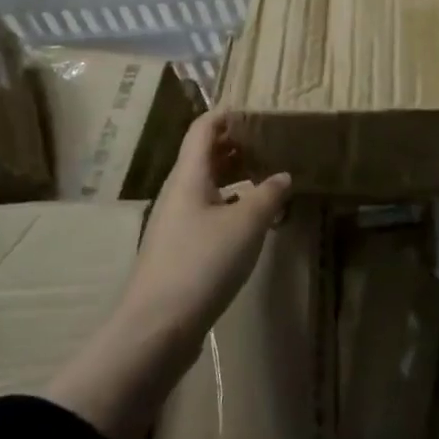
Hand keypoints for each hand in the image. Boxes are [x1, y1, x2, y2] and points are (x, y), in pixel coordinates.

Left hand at [118, 110, 291, 353]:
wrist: (156, 329)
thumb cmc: (202, 263)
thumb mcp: (246, 224)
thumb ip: (268, 195)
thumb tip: (282, 176)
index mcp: (188, 176)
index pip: (203, 128)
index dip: (227, 114)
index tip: (257, 109)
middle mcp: (178, 192)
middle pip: (203, 155)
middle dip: (235, 143)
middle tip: (270, 140)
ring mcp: (176, 222)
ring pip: (206, 184)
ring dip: (234, 174)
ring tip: (266, 174)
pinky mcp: (179, 249)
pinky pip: (207, 210)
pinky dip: (229, 203)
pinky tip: (251, 217)